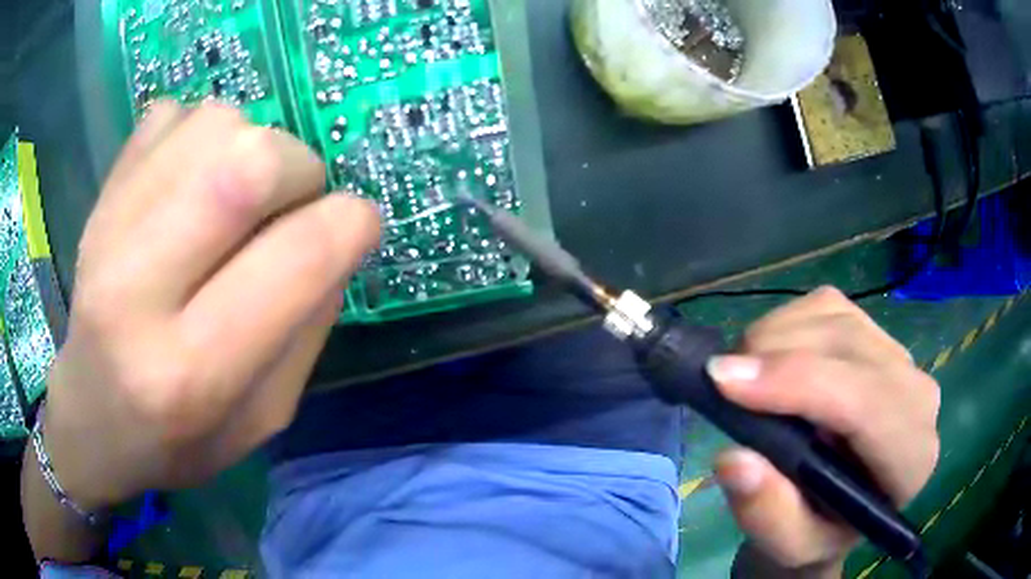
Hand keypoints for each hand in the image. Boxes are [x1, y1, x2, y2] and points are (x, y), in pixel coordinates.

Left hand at [43, 102, 380, 510]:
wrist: (91, 417)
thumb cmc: (179, 440)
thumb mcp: (264, 419)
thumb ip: (308, 328)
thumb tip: (336, 236)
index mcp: (193, 372)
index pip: (298, 257)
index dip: (352, 224)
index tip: (356, 227)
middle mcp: (138, 290)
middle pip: (248, 164)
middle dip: (301, 168)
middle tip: (295, 202)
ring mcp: (107, 227)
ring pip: (214, 124)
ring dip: (251, 145)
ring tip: (236, 195)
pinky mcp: (100, 194)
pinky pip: (173, 114)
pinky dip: (202, 133)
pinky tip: (191, 182)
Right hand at [707, 288, 939, 576]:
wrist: (836, 508)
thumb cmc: (817, 531)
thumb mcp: (789, 547)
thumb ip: (767, 515)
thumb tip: (734, 458)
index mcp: (910, 457)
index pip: (865, 401)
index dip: (797, 383)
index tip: (724, 382)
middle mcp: (917, 394)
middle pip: (848, 345)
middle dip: (776, 355)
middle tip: (720, 382)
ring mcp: (898, 354)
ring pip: (834, 315)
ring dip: (775, 337)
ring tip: (743, 379)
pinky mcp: (875, 331)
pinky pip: (826, 305)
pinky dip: (785, 323)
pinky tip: (769, 361)